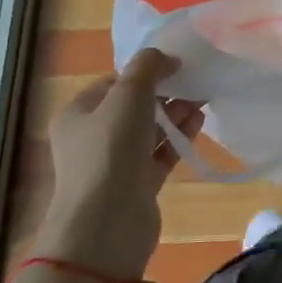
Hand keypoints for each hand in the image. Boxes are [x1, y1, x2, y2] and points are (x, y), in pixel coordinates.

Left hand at [30, 49, 202, 279]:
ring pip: (149, 130)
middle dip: (165, 93)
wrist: (106, 225)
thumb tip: (166, 57)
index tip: (176, 66)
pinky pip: (160, 154)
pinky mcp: (137, 185)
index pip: (113, 82)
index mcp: (78, 113)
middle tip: (195, 83)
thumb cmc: (110, 151)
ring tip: (203, 100)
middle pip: (133, 106)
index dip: (144, 71)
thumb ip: (147, 68)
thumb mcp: (127, 97)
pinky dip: (177, 139)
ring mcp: (115, 163)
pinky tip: (198, 123)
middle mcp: (92, 137)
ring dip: (174, 114)